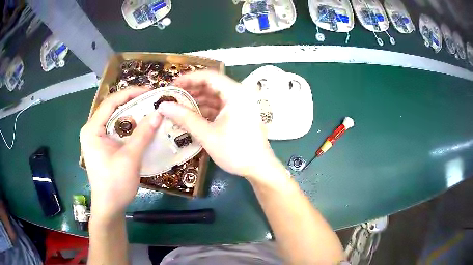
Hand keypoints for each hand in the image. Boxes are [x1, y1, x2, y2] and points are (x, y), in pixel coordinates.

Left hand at [80, 87, 162, 220]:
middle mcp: (93, 130)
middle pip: (113, 109)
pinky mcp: (104, 147)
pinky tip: (143, 128)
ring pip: (116, 120)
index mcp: (92, 129)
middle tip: (152, 101)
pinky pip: (118, 131)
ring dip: (133, 115)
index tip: (149, 91)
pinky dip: (131, 128)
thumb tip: (159, 113)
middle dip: (133, 103)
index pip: (111, 102)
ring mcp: (98, 139)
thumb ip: (143, 134)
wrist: (109, 208)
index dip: (130, 93)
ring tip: (150, 111)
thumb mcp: (130, 158)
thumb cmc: (115, 184)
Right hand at [158, 71, 279, 179]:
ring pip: (215, 96)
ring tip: (178, 107)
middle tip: (172, 97)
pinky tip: (191, 115)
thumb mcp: (207, 135)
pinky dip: (205, 109)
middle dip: (191, 90)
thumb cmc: (235, 151)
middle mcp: (239, 94)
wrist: (259, 168)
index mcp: (236, 93)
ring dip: (197, 101)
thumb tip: (163, 106)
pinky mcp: (239, 113)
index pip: (209, 76)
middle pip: (212, 85)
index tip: (172, 85)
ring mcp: (240, 104)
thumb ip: (185, 118)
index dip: (189, 79)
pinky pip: (219, 106)